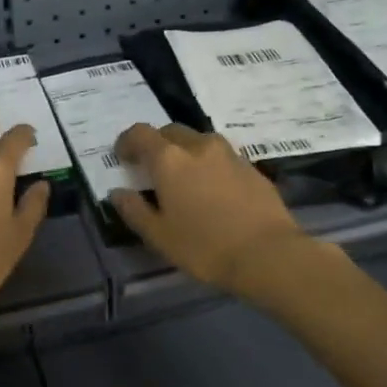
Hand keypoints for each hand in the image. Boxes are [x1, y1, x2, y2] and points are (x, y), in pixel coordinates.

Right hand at [111, 123, 318, 296]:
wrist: (269, 255)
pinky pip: (221, 156)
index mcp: (169, 159)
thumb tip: (118, 192)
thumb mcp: (159, 236)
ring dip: (185, 151)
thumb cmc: (204, 247)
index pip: (140, 133)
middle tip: (152, 169)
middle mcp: (198, 146)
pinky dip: (209, 164)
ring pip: (199, 141)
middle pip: (170, 132)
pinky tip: (212, 190)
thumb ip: (134, 210)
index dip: (127, 142)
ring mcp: (229, 154)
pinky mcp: (251, 167)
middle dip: (156, 145)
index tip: (122, 157)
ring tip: (184, 178)